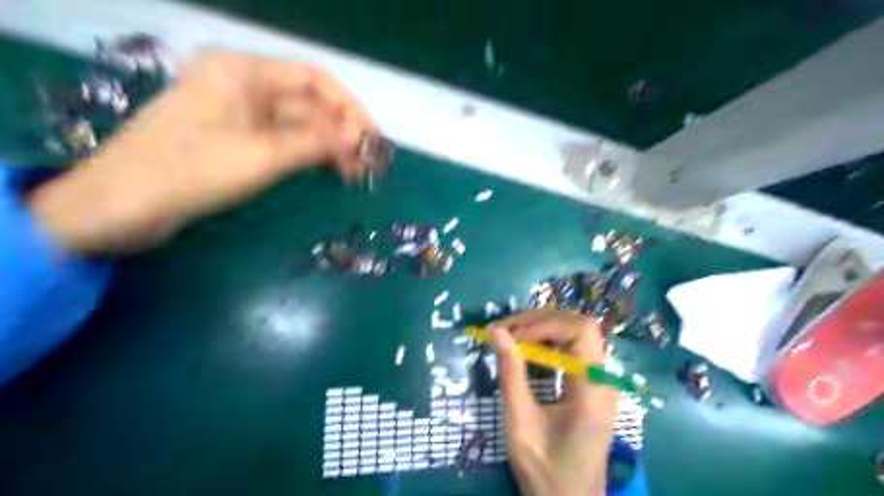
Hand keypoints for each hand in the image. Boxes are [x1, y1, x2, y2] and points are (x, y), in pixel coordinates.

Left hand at [29, 47, 373, 251]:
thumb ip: (316, 143)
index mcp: (244, 72)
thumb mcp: (262, 155)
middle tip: (369, 166)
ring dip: (329, 148)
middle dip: (342, 133)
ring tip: (356, 176)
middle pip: (309, 104)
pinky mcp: (237, 140)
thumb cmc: (191, 172)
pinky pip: (284, 142)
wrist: (121, 206)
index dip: (349, 108)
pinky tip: (330, 173)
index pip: (315, 80)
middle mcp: (244, 86)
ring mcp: (240, 115)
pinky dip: (309, 156)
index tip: (373, 139)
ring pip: (299, 126)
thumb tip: (361, 139)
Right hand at [486, 310, 615, 495]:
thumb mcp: (520, 423)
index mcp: (593, 390)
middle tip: (503, 330)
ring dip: (542, 328)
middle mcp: (604, 379)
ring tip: (510, 335)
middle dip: (539, 321)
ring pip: (577, 333)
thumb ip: (511, 374)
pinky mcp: (592, 385)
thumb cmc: (545, 470)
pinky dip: (548, 341)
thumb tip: (497, 331)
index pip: (581, 330)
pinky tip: (526, 349)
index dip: (544, 323)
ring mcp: (601, 381)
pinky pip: (573, 349)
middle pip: (580, 325)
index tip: (510, 335)